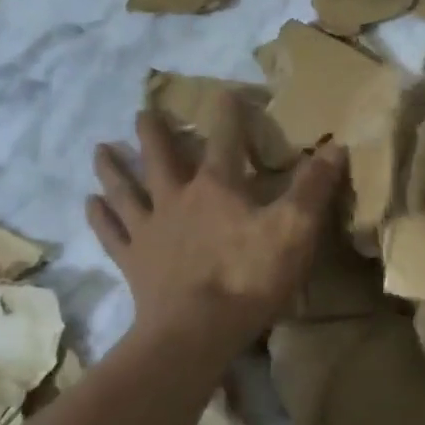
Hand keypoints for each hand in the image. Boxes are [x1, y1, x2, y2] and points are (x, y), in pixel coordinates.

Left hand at [88, 94, 345, 353]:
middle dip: (154, 132)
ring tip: (99, 149)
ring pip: (126, 190)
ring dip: (113, 168)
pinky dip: (99, 217)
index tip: (225, 92)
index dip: (227, 114)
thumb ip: (313, 188)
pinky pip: (111, 233)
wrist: (195, 332)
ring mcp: (150, 231)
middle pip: (160, 158)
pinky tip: (89, 204)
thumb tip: (335, 146)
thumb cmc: (249, 278)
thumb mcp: (294, 230)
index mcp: (217, 188)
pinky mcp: (133, 262)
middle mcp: (176, 199)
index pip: (225, 140)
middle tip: (141, 111)